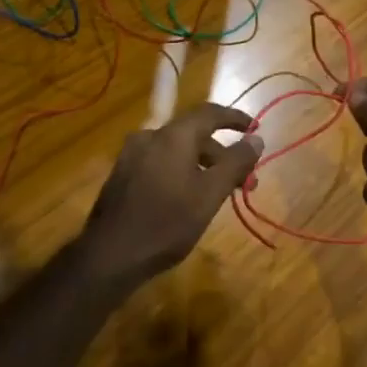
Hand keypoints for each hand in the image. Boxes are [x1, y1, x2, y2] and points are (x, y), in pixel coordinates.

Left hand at [78, 103, 264, 284]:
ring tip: (219, 192)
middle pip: (193, 134)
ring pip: (176, 150)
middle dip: (222, 154)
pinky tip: (189, 197)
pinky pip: (160, 162)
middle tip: (245, 180)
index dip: (235, 118)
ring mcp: (131, 155)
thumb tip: (256, 139)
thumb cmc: (167, 223)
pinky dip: (181, 171)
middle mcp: (149, 136)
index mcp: (172, 135)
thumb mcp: (210, 194)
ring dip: (202, 165)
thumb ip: (235, 163)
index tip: (255, 129)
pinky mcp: (122, 174)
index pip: (209, 113)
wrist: (110, 254)